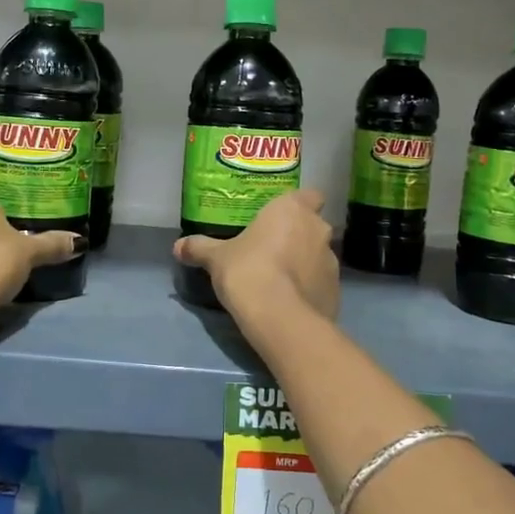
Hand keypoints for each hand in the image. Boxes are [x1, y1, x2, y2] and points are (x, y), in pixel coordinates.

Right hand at [174, 189, 339, 321]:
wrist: (279, 318)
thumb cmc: (248, 270)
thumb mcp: (216, 258)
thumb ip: (199, 248)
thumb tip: (178, 246)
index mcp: (293, 210)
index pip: (310, 195)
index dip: (299, 205)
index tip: (281, 217)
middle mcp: (318, 230)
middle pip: (313, 226)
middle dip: (298, 236)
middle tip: (273, 249)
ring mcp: (332, 262)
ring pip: (318, 256)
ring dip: (304, 263)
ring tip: (280, 280)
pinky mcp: (337, 292)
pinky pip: (321, 284)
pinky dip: (309, 289)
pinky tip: (289, 303)